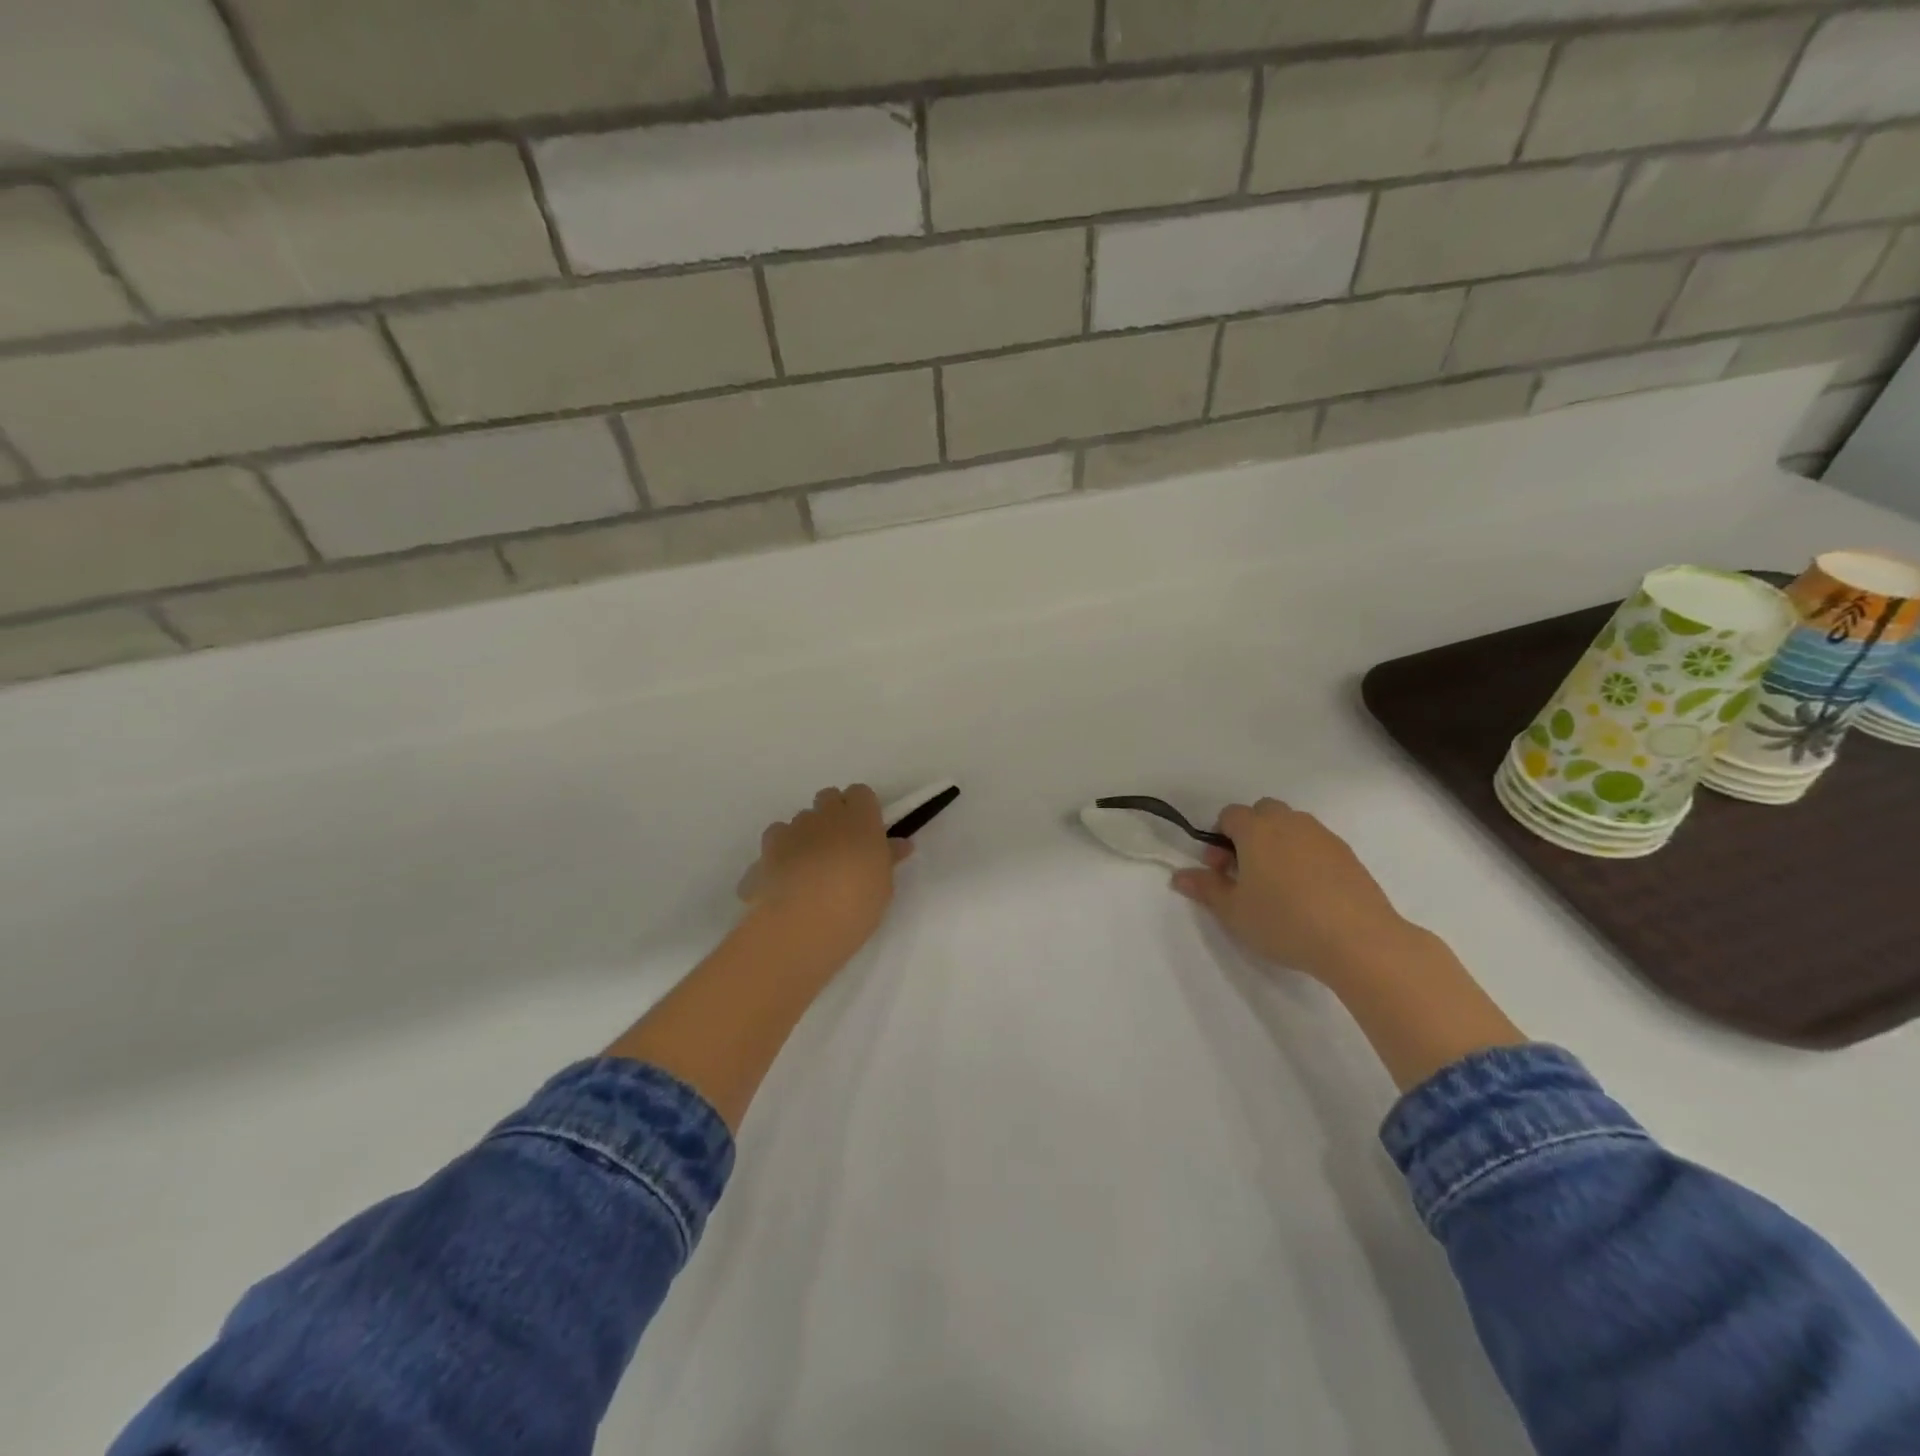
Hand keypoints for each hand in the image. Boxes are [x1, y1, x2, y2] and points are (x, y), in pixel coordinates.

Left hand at [743, 785, 911, 961]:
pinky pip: (777, 838)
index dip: (862, 809)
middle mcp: (826, 815)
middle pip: (829, 798)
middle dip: (833, 815)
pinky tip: (785, 875)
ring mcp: (794, 828)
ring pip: (802, 819)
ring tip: (810, 868)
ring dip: (808, 834)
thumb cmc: (855, 906)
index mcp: (861, 820)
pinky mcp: (767, 847)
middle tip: (840, 848)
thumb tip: (900, 844)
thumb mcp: (883, 887)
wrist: (801, 925)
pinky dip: (781, 850)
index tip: (865, 832)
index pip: (861, 793)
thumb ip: (888, 859)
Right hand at [1172, 799, 1415, 983]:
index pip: (1230, 815)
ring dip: (1279, 844)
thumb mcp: (1234, 912)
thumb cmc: (1284, 922)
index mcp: (1256, 830)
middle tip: (1247, 873)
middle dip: (1250, 834)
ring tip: (1279, 885)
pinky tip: (1309, 893)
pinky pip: (1317, 844)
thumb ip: (1205, 889)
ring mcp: (1323, 836)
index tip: (1221, 870)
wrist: (1359, 940)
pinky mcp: (1348, 855)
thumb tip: (1179, 876)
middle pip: (1263, 812)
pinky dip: (1306, 858)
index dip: (1219, 838)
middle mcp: (1290, 823)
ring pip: (1292, 826)